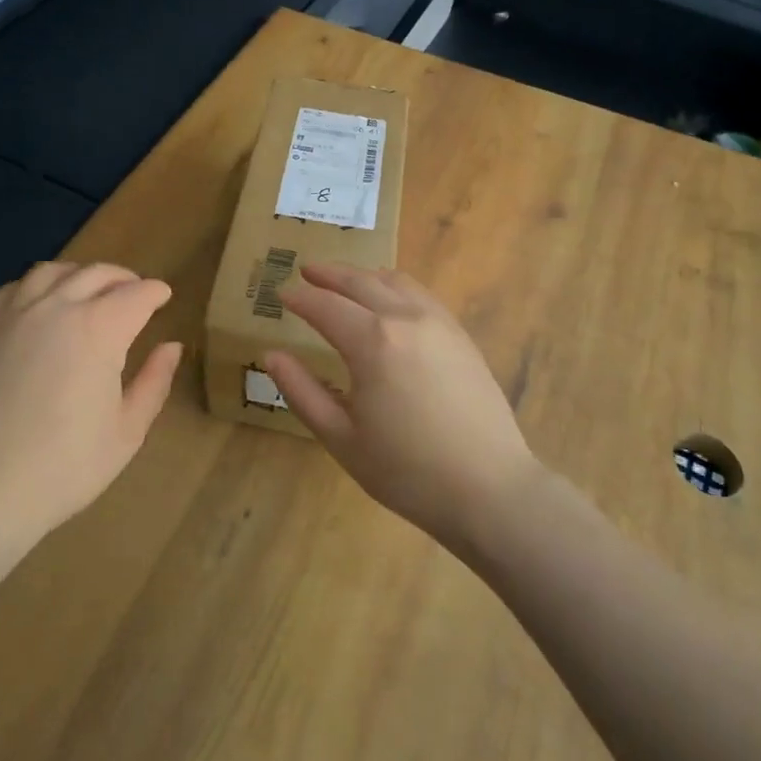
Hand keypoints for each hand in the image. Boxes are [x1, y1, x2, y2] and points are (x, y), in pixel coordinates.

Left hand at [0, 262, 181, 551]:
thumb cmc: (61, 468)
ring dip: (80, 276)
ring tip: (88, 292)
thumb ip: (153, 383)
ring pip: (54, 271)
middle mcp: (57, 306)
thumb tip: (172, 347)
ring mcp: (13, 311)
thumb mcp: (126, 433)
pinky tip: (40, 307)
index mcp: (99, 329)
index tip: (163, 297)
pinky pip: (14, 288)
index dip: (155, 292)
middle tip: (134, 292)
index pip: (137, 294)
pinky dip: (37, 287)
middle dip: (123, 279)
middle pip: (98, 274)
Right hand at [264, 264, 537, 547]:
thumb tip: (271, 355)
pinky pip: (421, 294)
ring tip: (344, 279)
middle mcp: (405, 318)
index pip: (326, 306)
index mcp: (372, 342)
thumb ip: (302, 391)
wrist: (489, 488)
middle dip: (329, 274)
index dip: (300, 299)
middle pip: (360, 282)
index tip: (281, 294)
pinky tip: (389, 298)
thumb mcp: (341, 437)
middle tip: (306, 271)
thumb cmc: (406, 471)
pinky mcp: (460, 335)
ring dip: (363, 275)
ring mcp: (439, 322)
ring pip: (394, 281)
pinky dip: (395, 285)